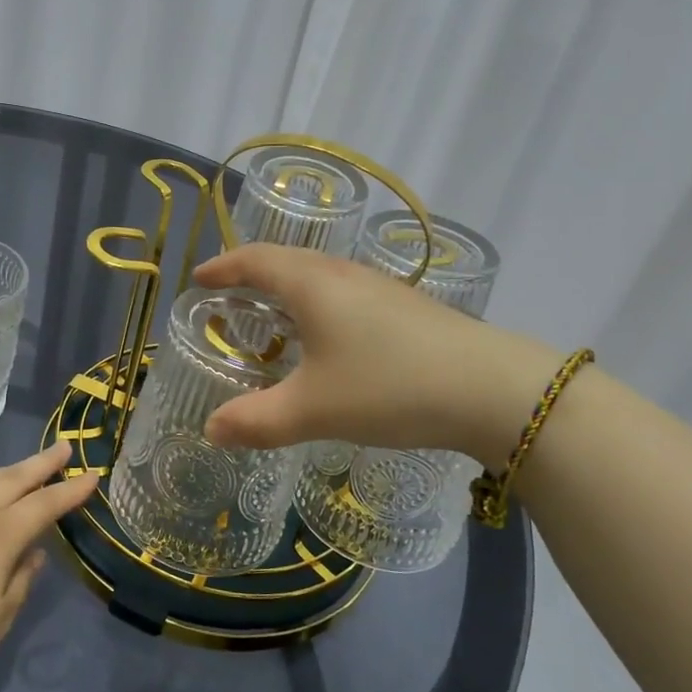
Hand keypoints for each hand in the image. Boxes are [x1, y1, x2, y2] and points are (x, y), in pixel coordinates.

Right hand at [193, 244, 558, 462]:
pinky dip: (318, 304)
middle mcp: (343, 274)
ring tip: (272, 315)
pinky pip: (344, 293)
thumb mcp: (314, 410)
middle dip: (252, 274)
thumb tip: (211, 430)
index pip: (255, 260)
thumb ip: (257, 421)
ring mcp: (379, 287)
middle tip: (228, 297)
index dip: (222, 267)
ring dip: (288, 288)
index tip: (198, 279)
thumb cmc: (388, 387)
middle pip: (287, 260)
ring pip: (320, 276)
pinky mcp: (405, 306)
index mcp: (312, 284)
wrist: (492, 389)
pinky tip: (328, 337)